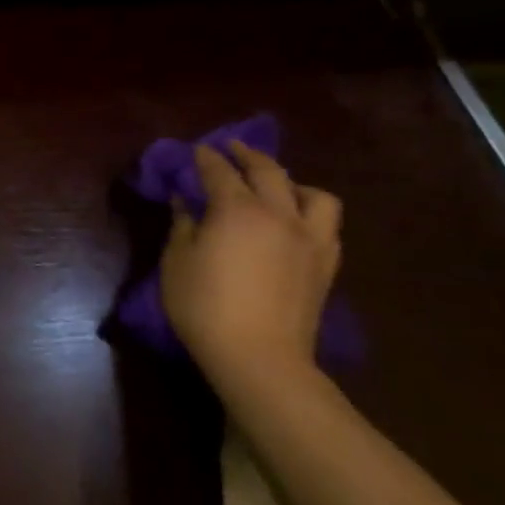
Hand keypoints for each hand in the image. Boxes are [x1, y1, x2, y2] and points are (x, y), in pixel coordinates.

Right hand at [160, 141, 341, 396]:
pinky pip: (327, 224)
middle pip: (268, 171)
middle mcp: (278, 214)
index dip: (206, 157)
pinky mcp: (326, 263)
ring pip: (313, 194)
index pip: (219, 172)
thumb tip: (184, 200)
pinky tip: (296, 221)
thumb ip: (182, 225)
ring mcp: (309, 238)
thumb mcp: (177, 261)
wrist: (259, 356)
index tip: (196, 149)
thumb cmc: (204, 306)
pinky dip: (310, 212)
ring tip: (277, 185)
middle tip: (232, 148)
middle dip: (247, 155)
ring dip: (292, 182)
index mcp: (237, 210)